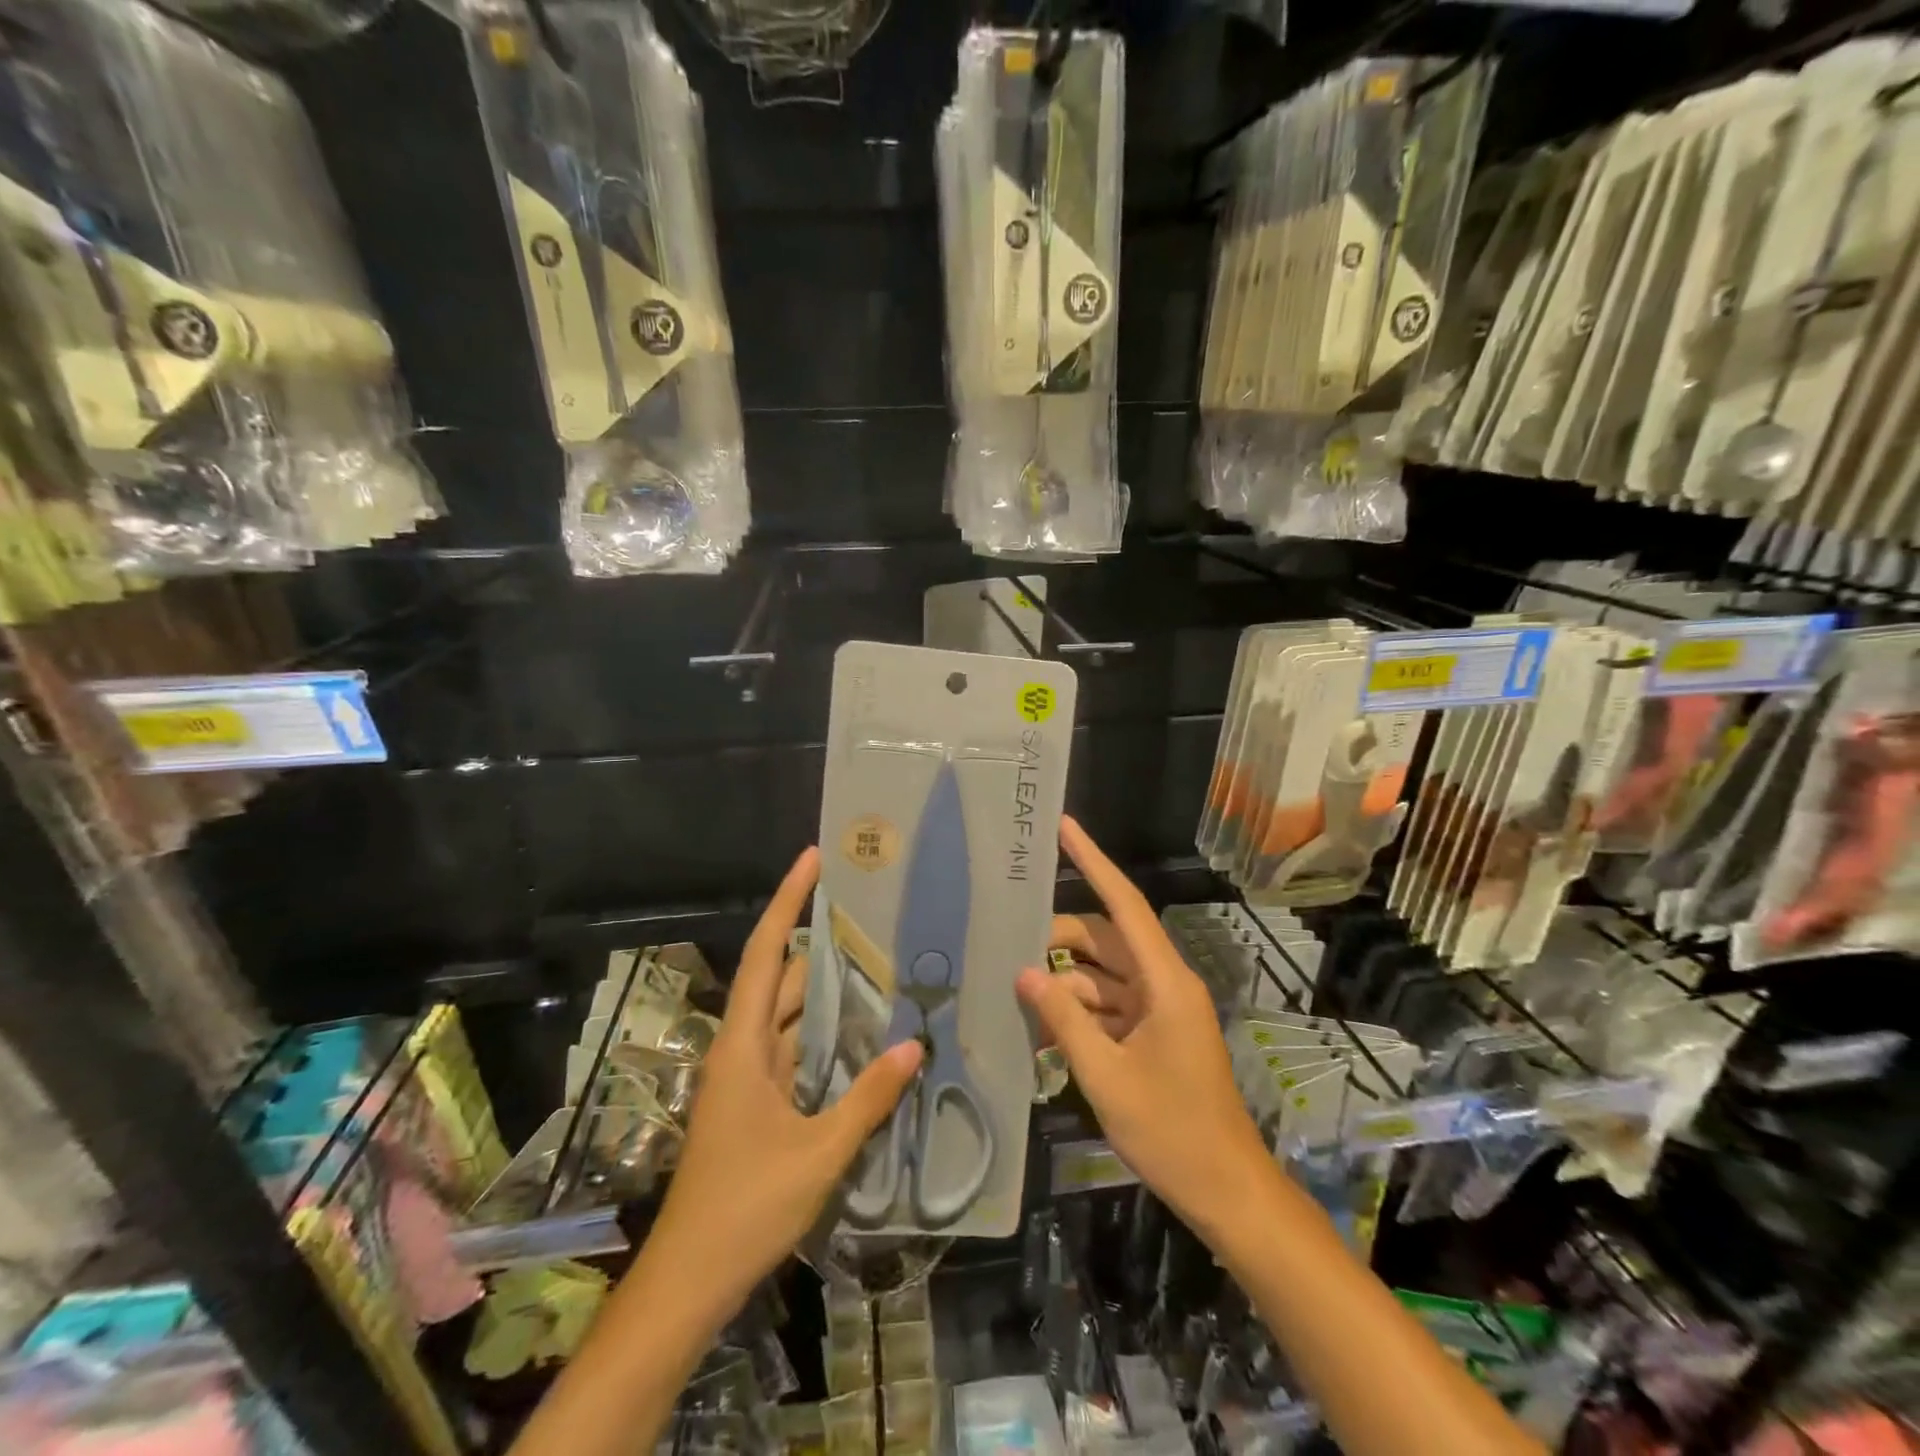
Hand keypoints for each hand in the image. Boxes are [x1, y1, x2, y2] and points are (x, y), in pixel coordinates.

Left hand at [650, 848, 922, 1317]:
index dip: (787, 902)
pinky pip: (795, 1050)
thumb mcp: (818, 1153)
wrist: (689, 1280)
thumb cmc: (746, 1207)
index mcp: (742, 1045)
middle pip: (779, 977)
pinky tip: (863, 1030)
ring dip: (824, 989)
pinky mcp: (757, 1104)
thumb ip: (868, 1098)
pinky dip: (824, 1033)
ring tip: (878, 959)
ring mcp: (748, 1078)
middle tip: (869, 911)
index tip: (813, 859)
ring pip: (789, 1015)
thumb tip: (913, 1046)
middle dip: (818, 941)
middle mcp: (741, 1049)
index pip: (764, 953)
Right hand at [1018, 819, 1269, 1243]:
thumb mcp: (1106, 1075)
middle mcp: (1165, 983)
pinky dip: (1080, 1012)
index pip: (1124, 904)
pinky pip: (1110, 1006)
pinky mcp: (1155, 1034)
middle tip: (1011, 947)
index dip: (1093, 861)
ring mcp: (1161, 1009)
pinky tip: (1044, 1028)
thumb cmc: (1171, 1132)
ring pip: (1104, 974)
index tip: (1064, 827)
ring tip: (1019, 994)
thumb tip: (1025, 973)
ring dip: (1065, 983)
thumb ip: (1064, 1019)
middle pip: (1106, 940)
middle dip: (1060, 940)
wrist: (1227, 1191)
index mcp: (1165, 980)